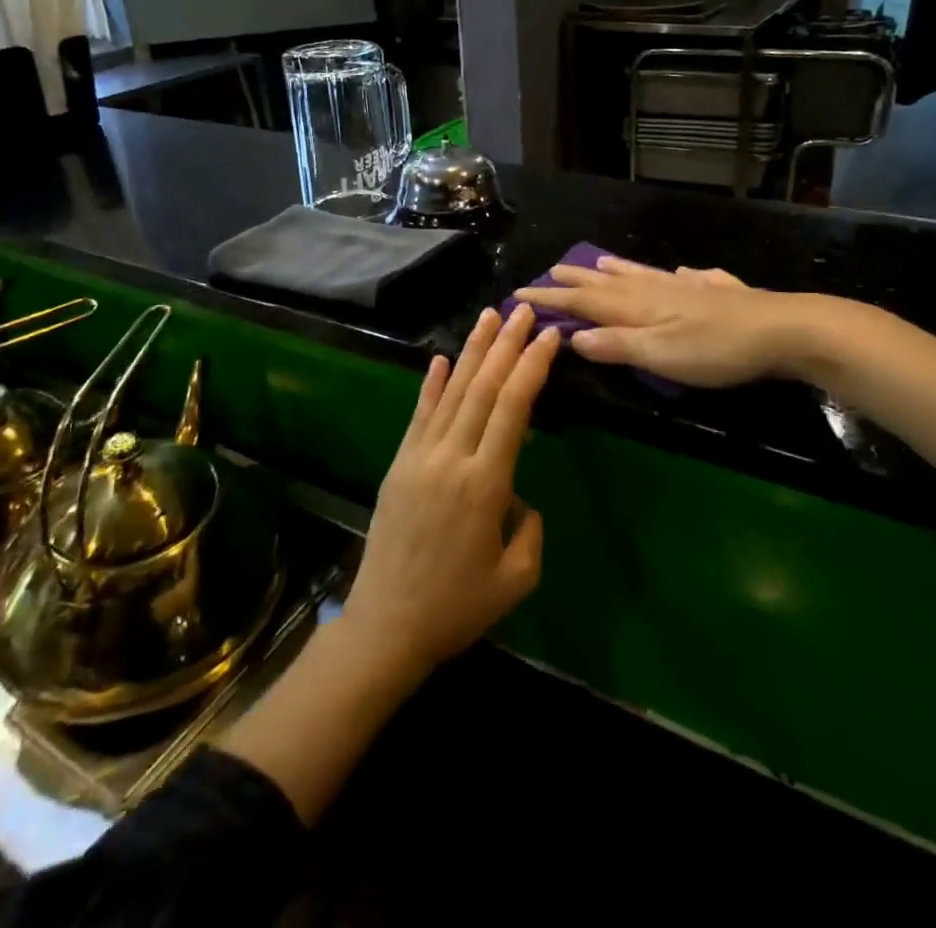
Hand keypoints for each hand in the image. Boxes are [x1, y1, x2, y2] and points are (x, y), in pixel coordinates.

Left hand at [339, 305, 559, 683]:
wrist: (386, 626)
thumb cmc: (457, 608)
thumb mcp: (515, 579)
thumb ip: (529, 529)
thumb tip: (518, 497)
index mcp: (485, 484)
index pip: (512, 408)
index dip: (531, 367)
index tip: (549, 336)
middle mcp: (451, 458)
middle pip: (482, 388)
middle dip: (506, 345)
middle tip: (524, 310)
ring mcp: (419, 456)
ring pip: (450, 391)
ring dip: (472, 350)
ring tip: (489, 316)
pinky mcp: (398, 463)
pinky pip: (419, 414)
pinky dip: (430, 383)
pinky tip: (440, 357)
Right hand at [515, 255, 846, 388]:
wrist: (783, 329)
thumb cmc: (717, 350)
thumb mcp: (661, 356)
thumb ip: (617, 345)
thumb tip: (572, 336)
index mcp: (638, 306)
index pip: (583, 301)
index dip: (551, 298)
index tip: (519, 292)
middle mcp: (657, 290)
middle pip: (607, 283)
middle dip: (575, 280)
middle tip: (548, 272)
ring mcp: (687, 287)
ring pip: (641, 275)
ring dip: (614, 270)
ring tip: (595, 262)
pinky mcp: (716, 292)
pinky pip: (682, 277)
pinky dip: (669, 274)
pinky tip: (679, 272)